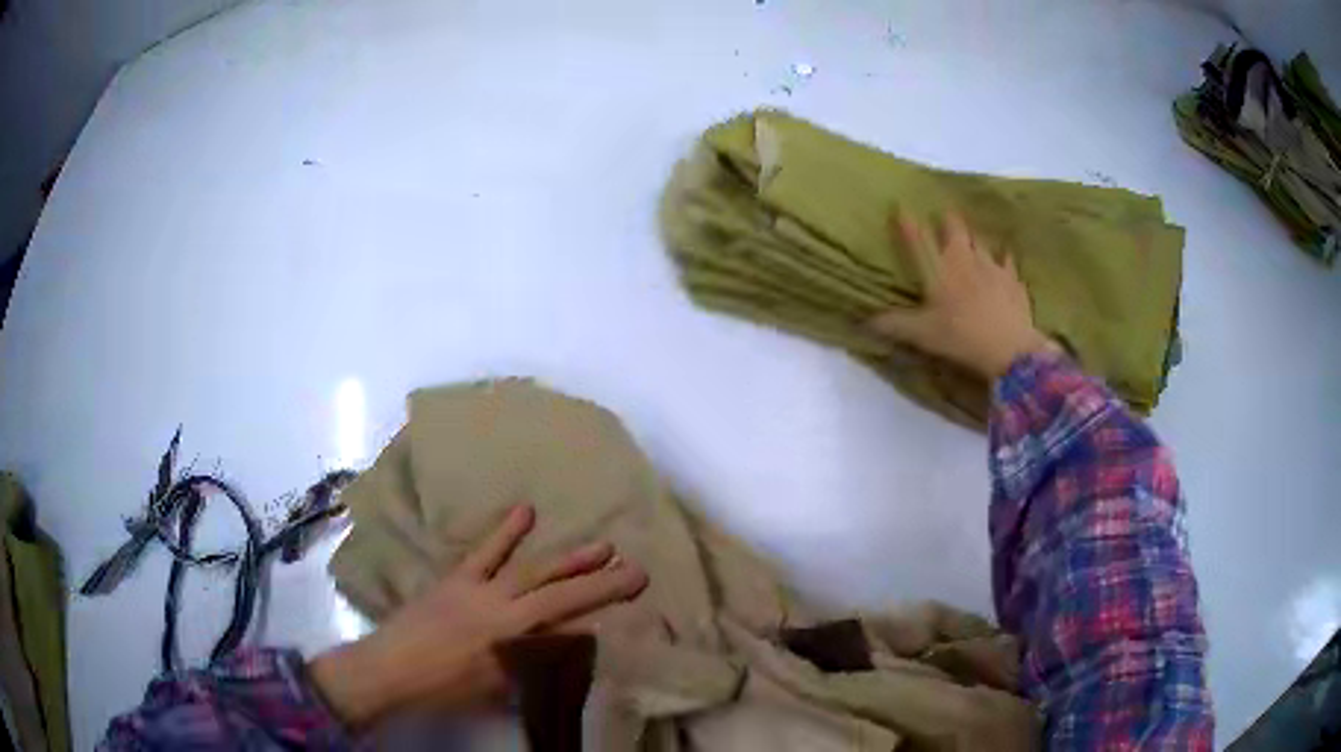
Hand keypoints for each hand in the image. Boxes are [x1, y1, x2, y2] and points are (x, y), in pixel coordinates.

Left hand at [309, 505, 647, 727]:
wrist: (391, 668)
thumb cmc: (445, 688)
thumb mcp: (496, 685)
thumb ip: (535, 660)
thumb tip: (573, 636)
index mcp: (510, 640)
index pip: (567, 620)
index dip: (602, 603)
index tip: (635, 588)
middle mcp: (501, 609)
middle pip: (557, 592)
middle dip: (598, 580)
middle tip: (635, 568)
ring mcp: (477, 588)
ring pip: (529, 569)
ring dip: (566, 558)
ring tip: (601, 546)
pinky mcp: (456, 577)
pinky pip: (484, 551)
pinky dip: (505, 532)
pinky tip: (526, 511)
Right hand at [867, 210, 1056, 378]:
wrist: (1009, 348)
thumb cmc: (961, 336)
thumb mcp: (922, 334)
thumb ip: (895, 324)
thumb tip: (864, 321)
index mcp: (941, 268)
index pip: (919, 238)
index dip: (908, 222)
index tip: (900, 206)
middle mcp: (966, 258)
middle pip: (955, 229)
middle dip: (948, 219)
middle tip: (944, 213)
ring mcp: (993, 267)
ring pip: (981, 242)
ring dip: (973, 236)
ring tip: (970, 234)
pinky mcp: (1013, 281)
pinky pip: (1008, 262)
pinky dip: (1004, 258)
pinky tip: (1004, 256)